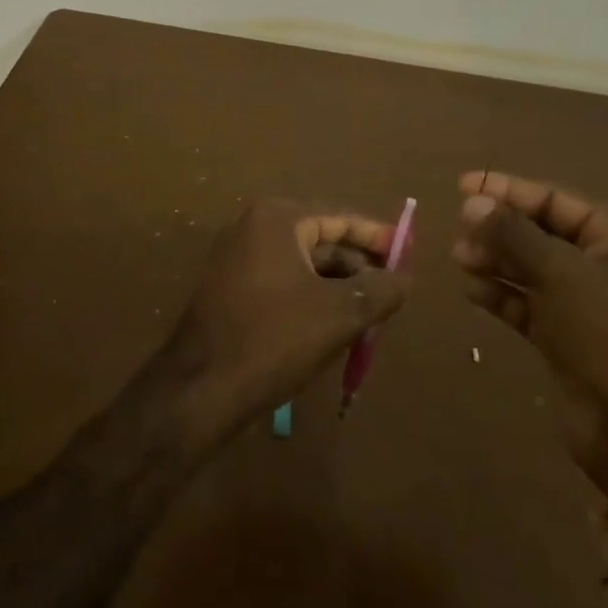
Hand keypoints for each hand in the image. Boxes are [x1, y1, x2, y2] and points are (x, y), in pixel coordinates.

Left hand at [163, 200, 409, 437]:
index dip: (376, 236)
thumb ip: (379, 290)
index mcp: (277, 219)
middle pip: (320, 239)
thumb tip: (404, 277)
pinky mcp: (230, 287)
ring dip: (336, 286)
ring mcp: (236, 257)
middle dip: (357, 266)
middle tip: (392, 292)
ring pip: (302, 264)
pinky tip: (332, 326)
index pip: (339, 217)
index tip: (406, 253)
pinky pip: (282, 281)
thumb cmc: (274, 339)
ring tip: (369, 315)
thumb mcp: (339, 314)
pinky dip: (310, 297)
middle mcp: (253, 227)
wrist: (200, 389)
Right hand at [452, 170, 607, 490]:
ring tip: (459, 257)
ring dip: (496, 260)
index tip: (464, 185)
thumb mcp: (561, 273)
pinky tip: (472, 289)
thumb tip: (473, 202)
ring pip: (533, 270)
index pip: (558, 201)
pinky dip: (502, 295)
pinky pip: (529, 305)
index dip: (510, 190)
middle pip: (543, 234)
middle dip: (500, 229)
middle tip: (460, 229)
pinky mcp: (569, 340)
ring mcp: (588, 307)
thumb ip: (513, 234)